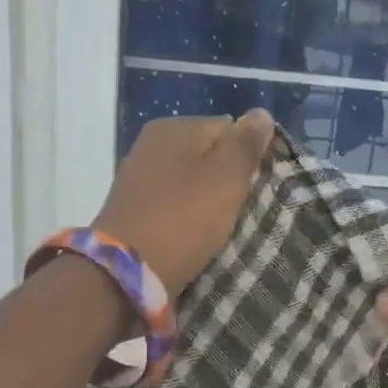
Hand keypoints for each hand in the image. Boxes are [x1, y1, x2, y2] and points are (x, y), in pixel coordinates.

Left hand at [95, 111, 275, 291]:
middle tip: (243, 210)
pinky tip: (196, 236)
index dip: (249, 157)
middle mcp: (152, 144)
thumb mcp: (226, 178)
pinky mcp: (134, 209)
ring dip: (209, 202)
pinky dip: (188, 217)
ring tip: (222, 228)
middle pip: (209, 156)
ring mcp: (139, 177)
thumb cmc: (183, 219)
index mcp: (174, 127)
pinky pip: (174, 204)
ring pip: (192, 182)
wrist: (126, 273)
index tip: (258, 188)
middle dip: (228, 180)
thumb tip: (261, 114)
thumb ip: (246, 144)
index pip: (230, 129)